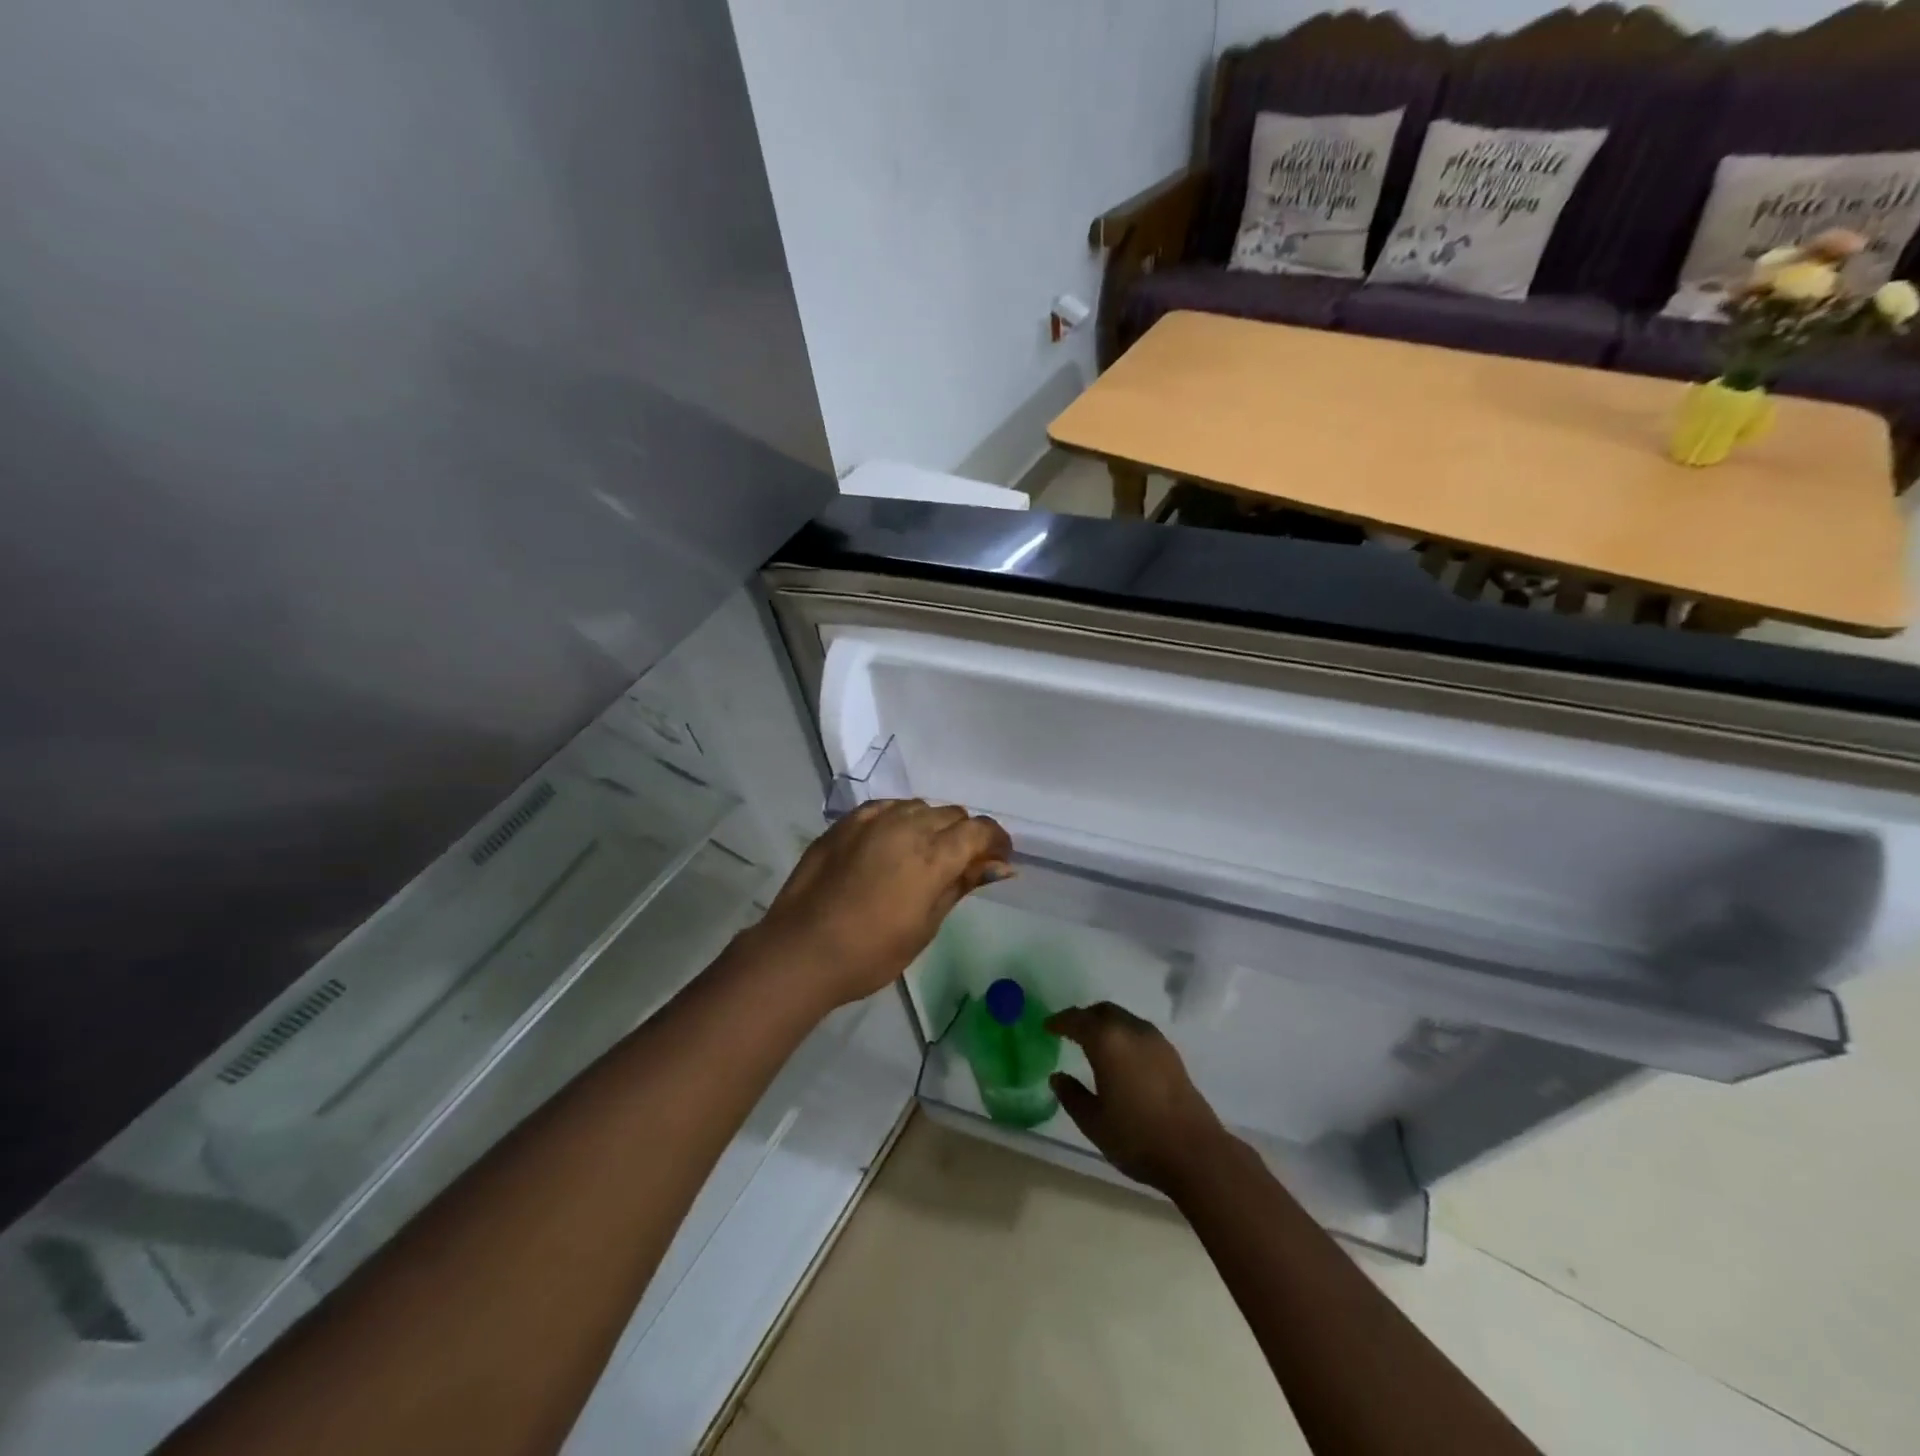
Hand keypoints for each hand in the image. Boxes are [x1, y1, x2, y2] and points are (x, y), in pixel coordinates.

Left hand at [746, 800, 1011, 1009]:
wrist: (801, 950)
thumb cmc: (871, 953)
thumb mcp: (926, 925)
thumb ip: (962, 885)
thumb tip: (1000, 866)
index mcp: (933, 855)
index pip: (979, 830)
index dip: (996, 841)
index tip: (998, 861)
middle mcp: (907, 826)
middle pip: (952, 814)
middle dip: (965, 835)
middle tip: (962, 865)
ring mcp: (873, 819)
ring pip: (919, 807)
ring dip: (932, 825)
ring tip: (924, 854)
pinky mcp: (847, 821)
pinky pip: (887, 808)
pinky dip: (900, 819)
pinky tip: (892, 842)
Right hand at [1046, 1003, 1233, 1193]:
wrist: (1195, 1153)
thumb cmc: (1137, 1138)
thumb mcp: (1094, 1122)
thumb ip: (1072, 1096)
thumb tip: (1057, 1077)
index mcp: (1107, 1041)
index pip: (1077, 1020)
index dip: (1059, 1021)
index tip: (1047, 1026)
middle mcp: (1131, 1030)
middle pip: (1102, 1011)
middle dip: (1083, 1017)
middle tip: (1068, 1031)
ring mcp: (1155, 1039)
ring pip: (1122, 1018)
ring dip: (1104, 1023)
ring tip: (1093, 1043)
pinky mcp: (1170, 1053)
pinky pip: (1137, 1030)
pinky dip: (1122, 1034)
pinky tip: (1120, 1056)